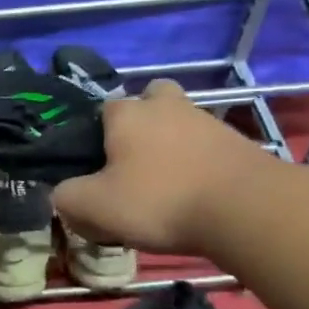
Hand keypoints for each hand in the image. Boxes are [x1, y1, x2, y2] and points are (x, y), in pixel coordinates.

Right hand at [51, 80, 273, 255]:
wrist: (247, 209)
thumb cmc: (160, 200)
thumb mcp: (94, 207)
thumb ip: (67, 197)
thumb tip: (61, 194)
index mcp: (127, 114)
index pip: (102, 108)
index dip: (95, 135)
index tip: (95, 165)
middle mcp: (166, 106)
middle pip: (149, 99)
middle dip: (141, 120)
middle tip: (133, 159)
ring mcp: (207, 121)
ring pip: (180, 122)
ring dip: (171, 143)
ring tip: (164, 183)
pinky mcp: (238, 143)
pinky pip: (207, 145)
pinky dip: (198, 162)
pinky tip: (194, 192)